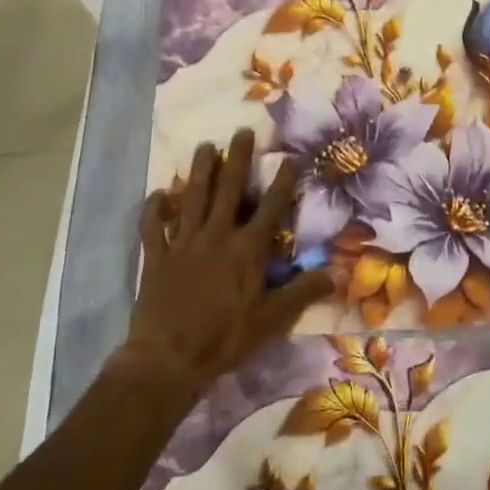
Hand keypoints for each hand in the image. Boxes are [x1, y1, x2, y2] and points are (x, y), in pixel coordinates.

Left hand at [124, 129, 331, 394]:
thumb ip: (301, 293)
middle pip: (229, 190)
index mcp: (246, 251)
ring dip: (199, 170)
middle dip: (237, 159)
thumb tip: (335, 274)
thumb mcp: (271, 320)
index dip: (283, 182)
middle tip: (242, 131)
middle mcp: (216, 237)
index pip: (271, 208)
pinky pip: (154, 227)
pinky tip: (158, 194)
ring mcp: (183, 244)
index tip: (290, 158)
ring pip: (192, 198)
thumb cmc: (225, 339)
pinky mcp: (156, 257)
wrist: (167, 359)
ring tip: (205, 146)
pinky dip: (155, 209)